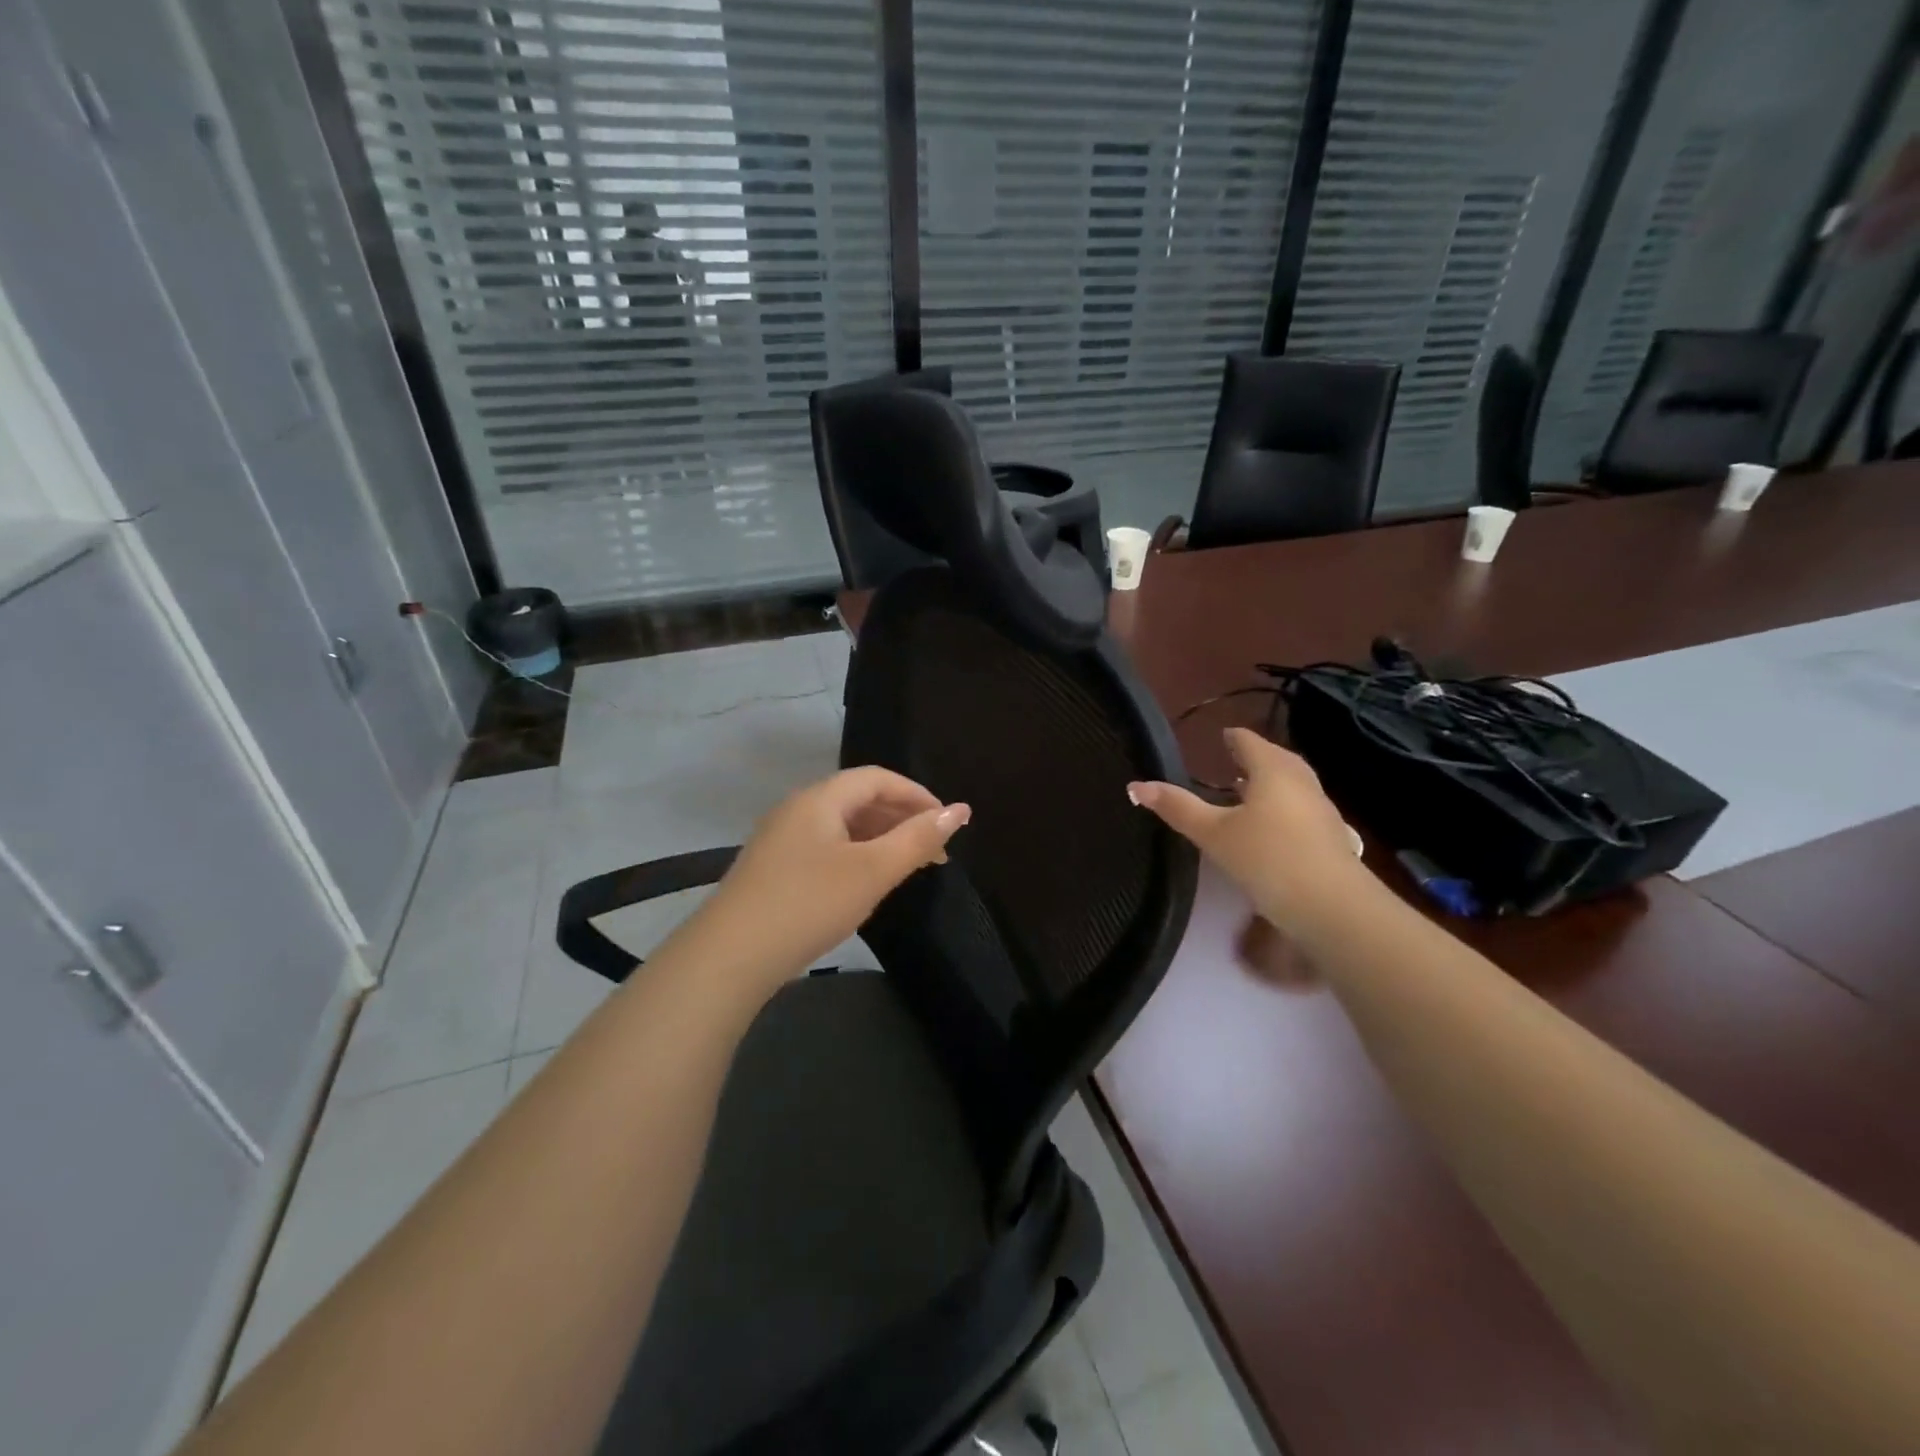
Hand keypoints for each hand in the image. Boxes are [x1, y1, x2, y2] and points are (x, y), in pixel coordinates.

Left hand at [689, 767, 969, 987]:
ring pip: (842, 826)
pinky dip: (856, 856)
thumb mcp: (872, 871)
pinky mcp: (773, 868)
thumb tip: (960, 811)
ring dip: (880, 839)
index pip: (878, 778)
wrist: (730, 956)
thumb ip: (917, 839)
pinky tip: (865, 885)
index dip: (918, 795)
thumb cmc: (809, 903)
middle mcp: (798, 808)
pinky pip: (826, 848)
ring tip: (907, 868)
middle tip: (934, 852)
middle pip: (860, 798)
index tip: (947, 825)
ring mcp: (781, 839)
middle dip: (902, 818)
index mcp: (820, 798)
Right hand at [1128, 728, 1375, 940]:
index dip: (1233, 738)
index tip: (1222, 736)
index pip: (1250, 742)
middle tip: (1234, 760)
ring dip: (1271, 782)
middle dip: (1256, 757)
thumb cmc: (1267, 858)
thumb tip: (1136, 786)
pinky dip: (1283, 805)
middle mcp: (1301, 782)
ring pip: (1293, 784)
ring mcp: (1321, 809)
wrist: (1332, 906)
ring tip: (1249, 790)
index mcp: (1272, 771)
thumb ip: (1177, 807)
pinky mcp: (1331, 836)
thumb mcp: (1213, 833)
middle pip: (1277, 759)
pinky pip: (1302, 807)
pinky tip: (1271, 827)